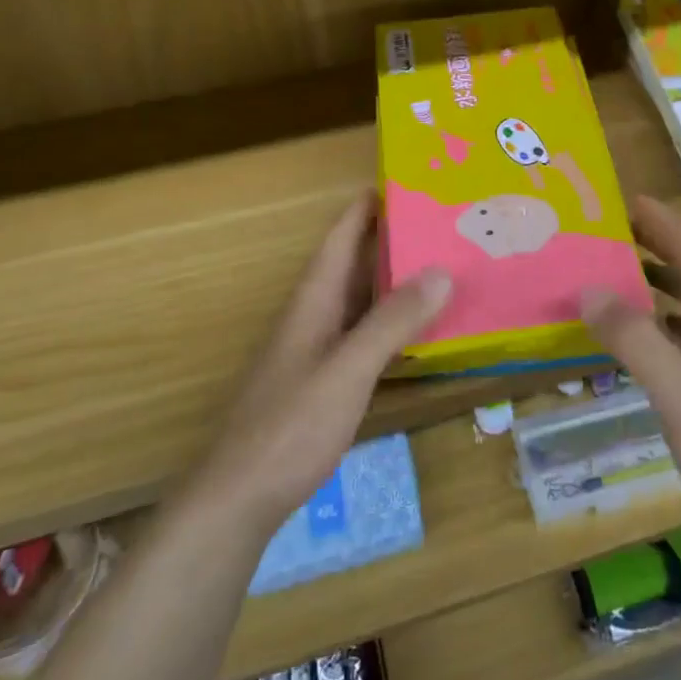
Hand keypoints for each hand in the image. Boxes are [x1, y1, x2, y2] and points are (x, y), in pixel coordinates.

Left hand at [186, 191, 451, 540]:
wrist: (239, 499)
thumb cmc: (291, 426)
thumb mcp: (348, 369)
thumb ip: (392, 321)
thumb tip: (441, 270)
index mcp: (313, 301)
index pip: (339, 238)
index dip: (365, 207)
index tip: (404, 180)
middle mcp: (312, 316)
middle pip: (351, 264)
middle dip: (389, 239)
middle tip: (439, 222)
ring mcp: (315, 351)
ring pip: (358, 300)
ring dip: (392, 279)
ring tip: (438, 264)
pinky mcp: (322, 382)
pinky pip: (362, 334)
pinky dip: (389, 321)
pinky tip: (416, 330)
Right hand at [583, 197, 680, 556]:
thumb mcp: (680, 395)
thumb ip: (635, 339)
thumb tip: (590, 288)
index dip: (659, 221)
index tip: (626, 200)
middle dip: (654, 249)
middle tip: (608, 237)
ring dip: (661, 286)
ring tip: (618, 282)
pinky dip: (672, 323)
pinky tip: (651, 343)